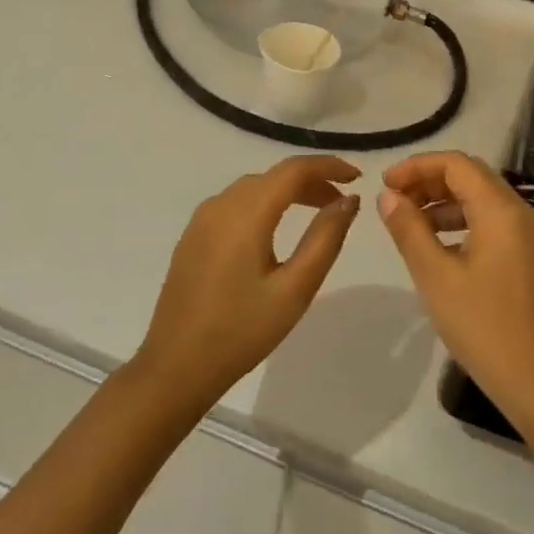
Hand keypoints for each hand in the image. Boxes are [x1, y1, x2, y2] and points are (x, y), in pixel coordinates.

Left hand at [135, 156, 361, 411]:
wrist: (175, 367)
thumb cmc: (241, 331)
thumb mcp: (294, 289)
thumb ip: (325, 239)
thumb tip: (349, 201)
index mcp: (246, 213)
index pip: (293, 170)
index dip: (328, 166)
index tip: (357, 177)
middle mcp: (220, 205)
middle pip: (273, 176)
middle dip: (311, 181)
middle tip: (342, 204)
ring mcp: (201, 220)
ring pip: (253, 189)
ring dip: (287, 192)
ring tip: (316, 214)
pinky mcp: (193, 237)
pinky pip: (235, 204)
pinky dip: (263, 204)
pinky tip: (275, 230)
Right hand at [377, 152, 533, 436]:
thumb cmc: (484, 326)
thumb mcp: (436, 276)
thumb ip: (409, 230)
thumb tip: (388, 196)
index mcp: (501, 210)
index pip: (456, 164)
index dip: (417, 166)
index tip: (385, 185)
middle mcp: (520, 213)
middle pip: (470, 176)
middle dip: (429, 180)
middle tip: (393, 200)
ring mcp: (528, 236)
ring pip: (480, 199)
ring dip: (443, 201)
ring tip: (408, 222)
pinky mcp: (528, 256)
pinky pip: (491, 222)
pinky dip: (460, 222)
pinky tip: (437, 245)